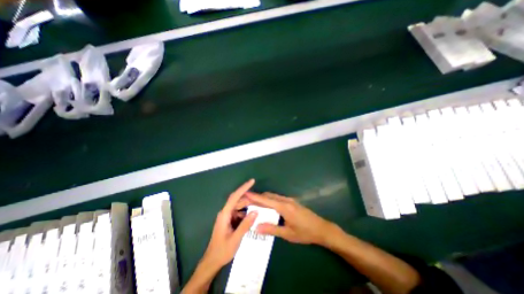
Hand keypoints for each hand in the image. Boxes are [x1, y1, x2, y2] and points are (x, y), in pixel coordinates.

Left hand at [202, 178, 257, 269]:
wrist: (212, 262)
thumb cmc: (222, 251)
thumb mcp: (235, 239)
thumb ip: (245, 225)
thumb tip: (256, 211)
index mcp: (225, 214)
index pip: (234, 197)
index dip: (243, 188)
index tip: (252, 181)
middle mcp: (225, 212)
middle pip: (238, 201)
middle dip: (249, 199)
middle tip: (260, 200)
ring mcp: (227, 216)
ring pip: (239, 207)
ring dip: (248, 206)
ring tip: (259, 207)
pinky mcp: (229, 221)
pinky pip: (239, 213)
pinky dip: (246, 213)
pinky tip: (252, 217)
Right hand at [246, 191, 335, 245]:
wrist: (321, 228)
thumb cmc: (305, 233)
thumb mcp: (288, 234)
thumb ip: (271, 229)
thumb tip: (256, 227)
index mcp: (284, 207)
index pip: (266, 200)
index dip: (255, 196)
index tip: (245, 193)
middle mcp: (286, 200)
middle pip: (269, 196)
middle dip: (257, 197)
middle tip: (247, 200)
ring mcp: (289, 200)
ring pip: (273, 196)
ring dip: (263, 198)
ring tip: (254, 202)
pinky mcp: (292, 202)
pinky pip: (278, 198)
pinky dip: (270, 200)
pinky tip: (267, 206)